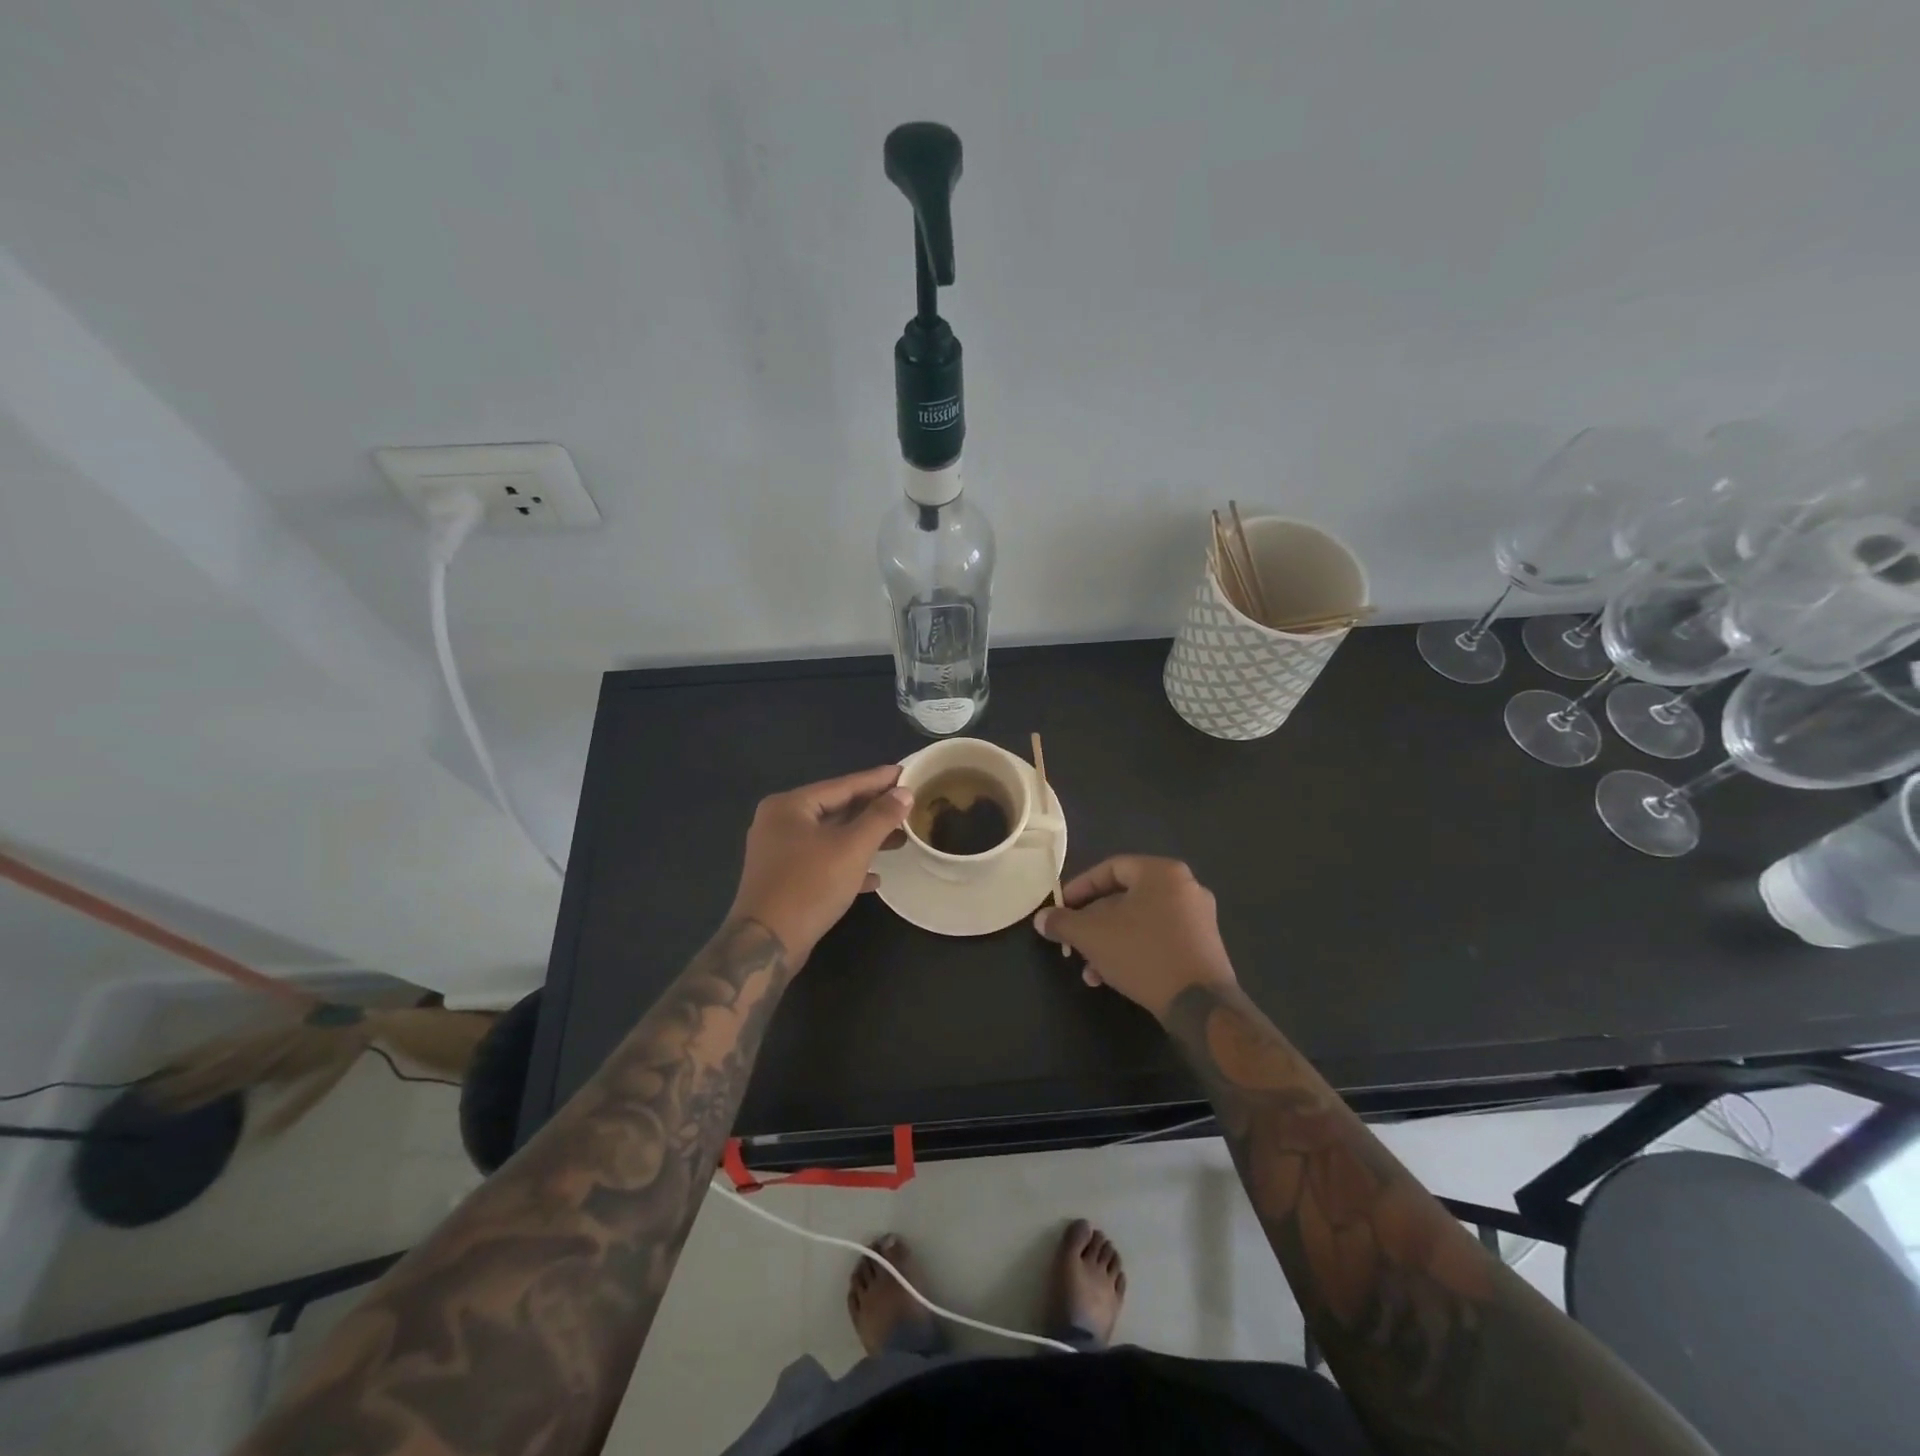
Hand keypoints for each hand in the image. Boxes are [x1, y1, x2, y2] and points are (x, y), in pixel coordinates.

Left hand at [729, 765, 913, 965]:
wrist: (766, 944)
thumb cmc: (810, 886)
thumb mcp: (852, 848)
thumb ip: (880, 817)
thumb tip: (904, 793)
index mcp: (790, 806)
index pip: (843, 785)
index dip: (878, 780)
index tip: (906, 773)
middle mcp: (780, 822)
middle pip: (836, 809)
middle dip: (874, 811)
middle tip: (909, 806)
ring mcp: (780, 852)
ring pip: (831, 837)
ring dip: (865, 839)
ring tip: (900, 839)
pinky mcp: (785, 879)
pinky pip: (823, 862)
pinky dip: (848, 864)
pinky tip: (875, 877)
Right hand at [1033, 856, 1237, 1019]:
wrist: (1199, 1004)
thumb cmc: (1143, 954)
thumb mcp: (1092, 935)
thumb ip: (1063, 922)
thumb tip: (1042, 919)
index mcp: (1162, 872)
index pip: (1111, 868)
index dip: (1080, 887)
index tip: (1061, 908)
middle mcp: (1185, 888)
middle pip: (1125, 897)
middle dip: (1093, 922)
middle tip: (1074, 941)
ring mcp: (1199, 919)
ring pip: (1140, 922)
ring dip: (1110, 942)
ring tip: (1089, 969)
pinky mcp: (1203, 947)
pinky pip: (1158, 939)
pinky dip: (1133, 951)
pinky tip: (1113, 978)